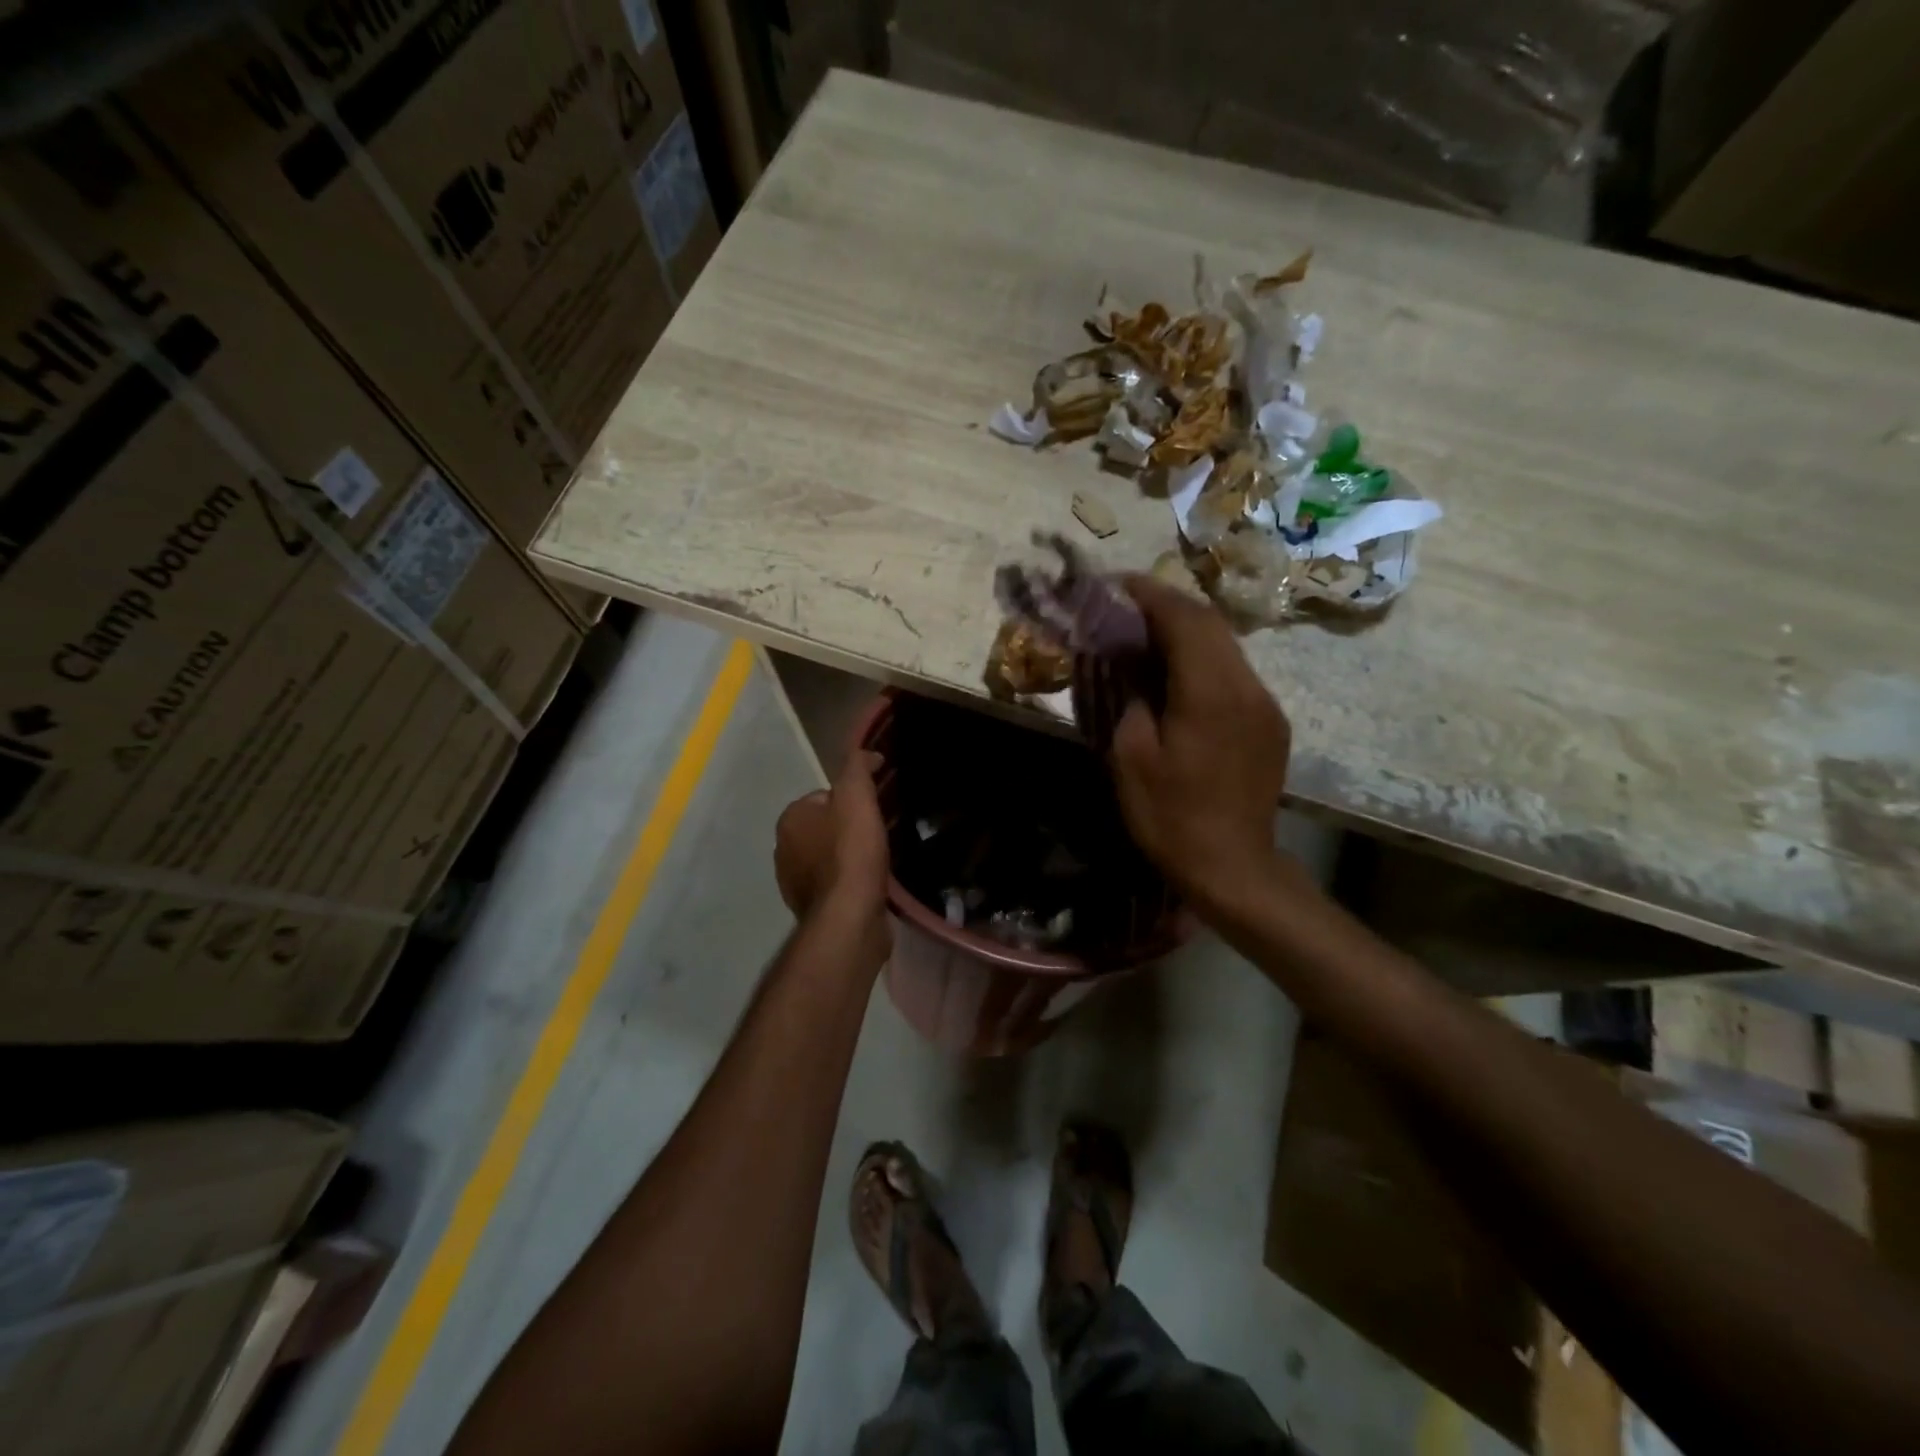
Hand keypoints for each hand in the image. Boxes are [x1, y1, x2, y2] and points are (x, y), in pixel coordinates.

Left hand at [775, 749, 891, 963]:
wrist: (848, 917)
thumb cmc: (851, 852)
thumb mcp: (856, 796)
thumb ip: (857, 768)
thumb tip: (867, 754)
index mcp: (790, 818)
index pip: (823, 796)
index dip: (852, 799)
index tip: (874, 809)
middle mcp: (784, 849)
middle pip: (826, 826)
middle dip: (850, 828)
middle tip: (880, 833)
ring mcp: (795, 882)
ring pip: (829, 856)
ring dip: (851, 856)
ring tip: (879, 859)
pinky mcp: (812, 908)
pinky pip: (835, 883)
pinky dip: (851, 880)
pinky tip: (871, 884)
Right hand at [1109, 576, 1292, 914]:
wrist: (1233, 868)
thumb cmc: (1171, 817)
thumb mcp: (1130, 758)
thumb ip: (1129, 697)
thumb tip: (1129, 665)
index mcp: (1211, 693)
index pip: (1184, 618)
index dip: (1149, 593)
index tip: (1115, 584)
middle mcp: (1248, 687)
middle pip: (1211, 623)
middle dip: (1167, 605)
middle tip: (1126, 605)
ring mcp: (1265, 704)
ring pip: (1226, 645)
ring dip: (1186, 631)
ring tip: (1146, 635)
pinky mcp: (1271, 723)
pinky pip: (1235, 673)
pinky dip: (1203, 659)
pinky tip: (1178, 675)